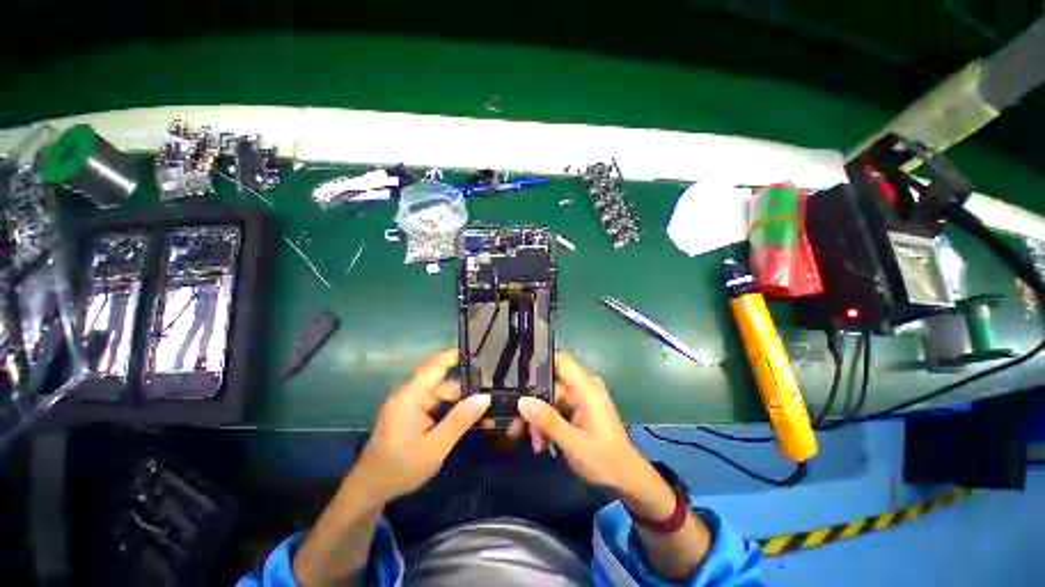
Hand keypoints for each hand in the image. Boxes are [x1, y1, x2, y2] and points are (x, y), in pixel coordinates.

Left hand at [351, 349, 490, 503]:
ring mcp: (408, 402)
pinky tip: (465, 418)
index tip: (482, 357)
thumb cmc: (399, 470)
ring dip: (459, 400)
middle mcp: (408, 393)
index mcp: (409, 396)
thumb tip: (485, 397)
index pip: (436, 364)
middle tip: (491, 397)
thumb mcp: (434, 448)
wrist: (369, 491)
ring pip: (441, 392)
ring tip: (482, 412)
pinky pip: (434, 402)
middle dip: (465, 387)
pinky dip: (450, 408)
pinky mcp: (410, 411)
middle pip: (442, 380)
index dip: (457, 356)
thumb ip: (459, 420)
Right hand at [515, 351, 647, 491]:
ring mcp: (581, 398)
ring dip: (538, 419)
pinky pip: (556, 408)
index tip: (515, 377)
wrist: (627, 479)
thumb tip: (521, 401)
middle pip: (549, 385)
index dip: (538, 363)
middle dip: (532, 405)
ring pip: (549, 399)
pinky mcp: (579, 409)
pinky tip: (541, 443)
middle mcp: (583, 387)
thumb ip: (547, 421)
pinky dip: (547, 423)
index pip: (559, 361)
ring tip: (535, 444)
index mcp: (586, 388)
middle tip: (517, 428)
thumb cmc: (605, 460)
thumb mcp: (573, 443)